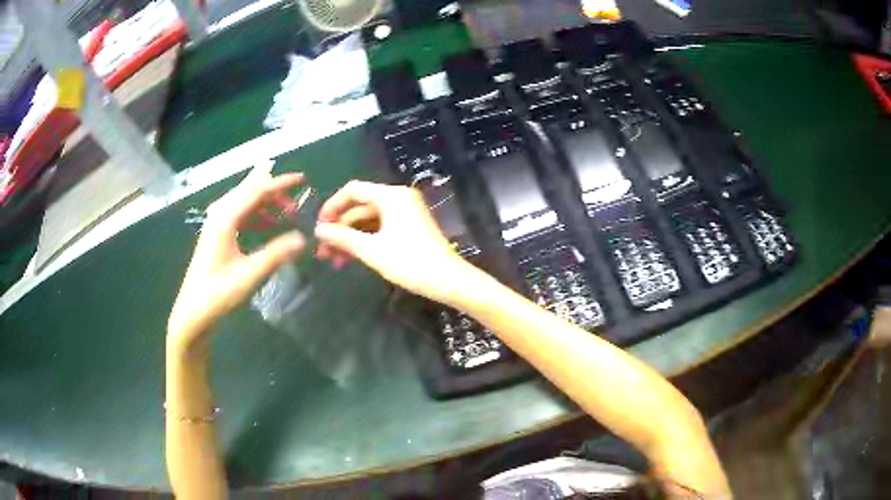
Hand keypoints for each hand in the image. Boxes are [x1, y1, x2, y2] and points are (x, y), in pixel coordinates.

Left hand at [168, 170, 305, 350]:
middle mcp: (219, 215)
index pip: (256, 190)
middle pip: (249, 191)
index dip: (280, 183)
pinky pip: (239, 215)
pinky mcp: (216, 235)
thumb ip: (276, 254)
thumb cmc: (218, 294)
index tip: (303, 179)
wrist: (193, 313)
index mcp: (225, 218)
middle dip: (274, 190)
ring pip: (244, 202)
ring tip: (286, 212)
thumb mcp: (250, 275)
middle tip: (296, 196)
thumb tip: (303, 239)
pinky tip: (268, 225)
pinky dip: (256, 215)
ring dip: (265, 203)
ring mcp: (216, 224)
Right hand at [314, 180, 471, 304]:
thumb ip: (342, 237)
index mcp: (391, 196)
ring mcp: (405, 212)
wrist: (448, 280)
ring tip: (334, 262)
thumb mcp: (371, 250)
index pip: (353, 190)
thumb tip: (318, 230)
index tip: (318, 227)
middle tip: (323, 252)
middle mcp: (398, 198)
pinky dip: (365, 241)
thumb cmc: (410, 262)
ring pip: (368, 221)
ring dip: (350, 239)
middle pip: (359, 207)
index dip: (332, 206)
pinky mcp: (410, 227)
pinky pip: (380, 228)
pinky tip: (352, 259)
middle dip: (339, 229)